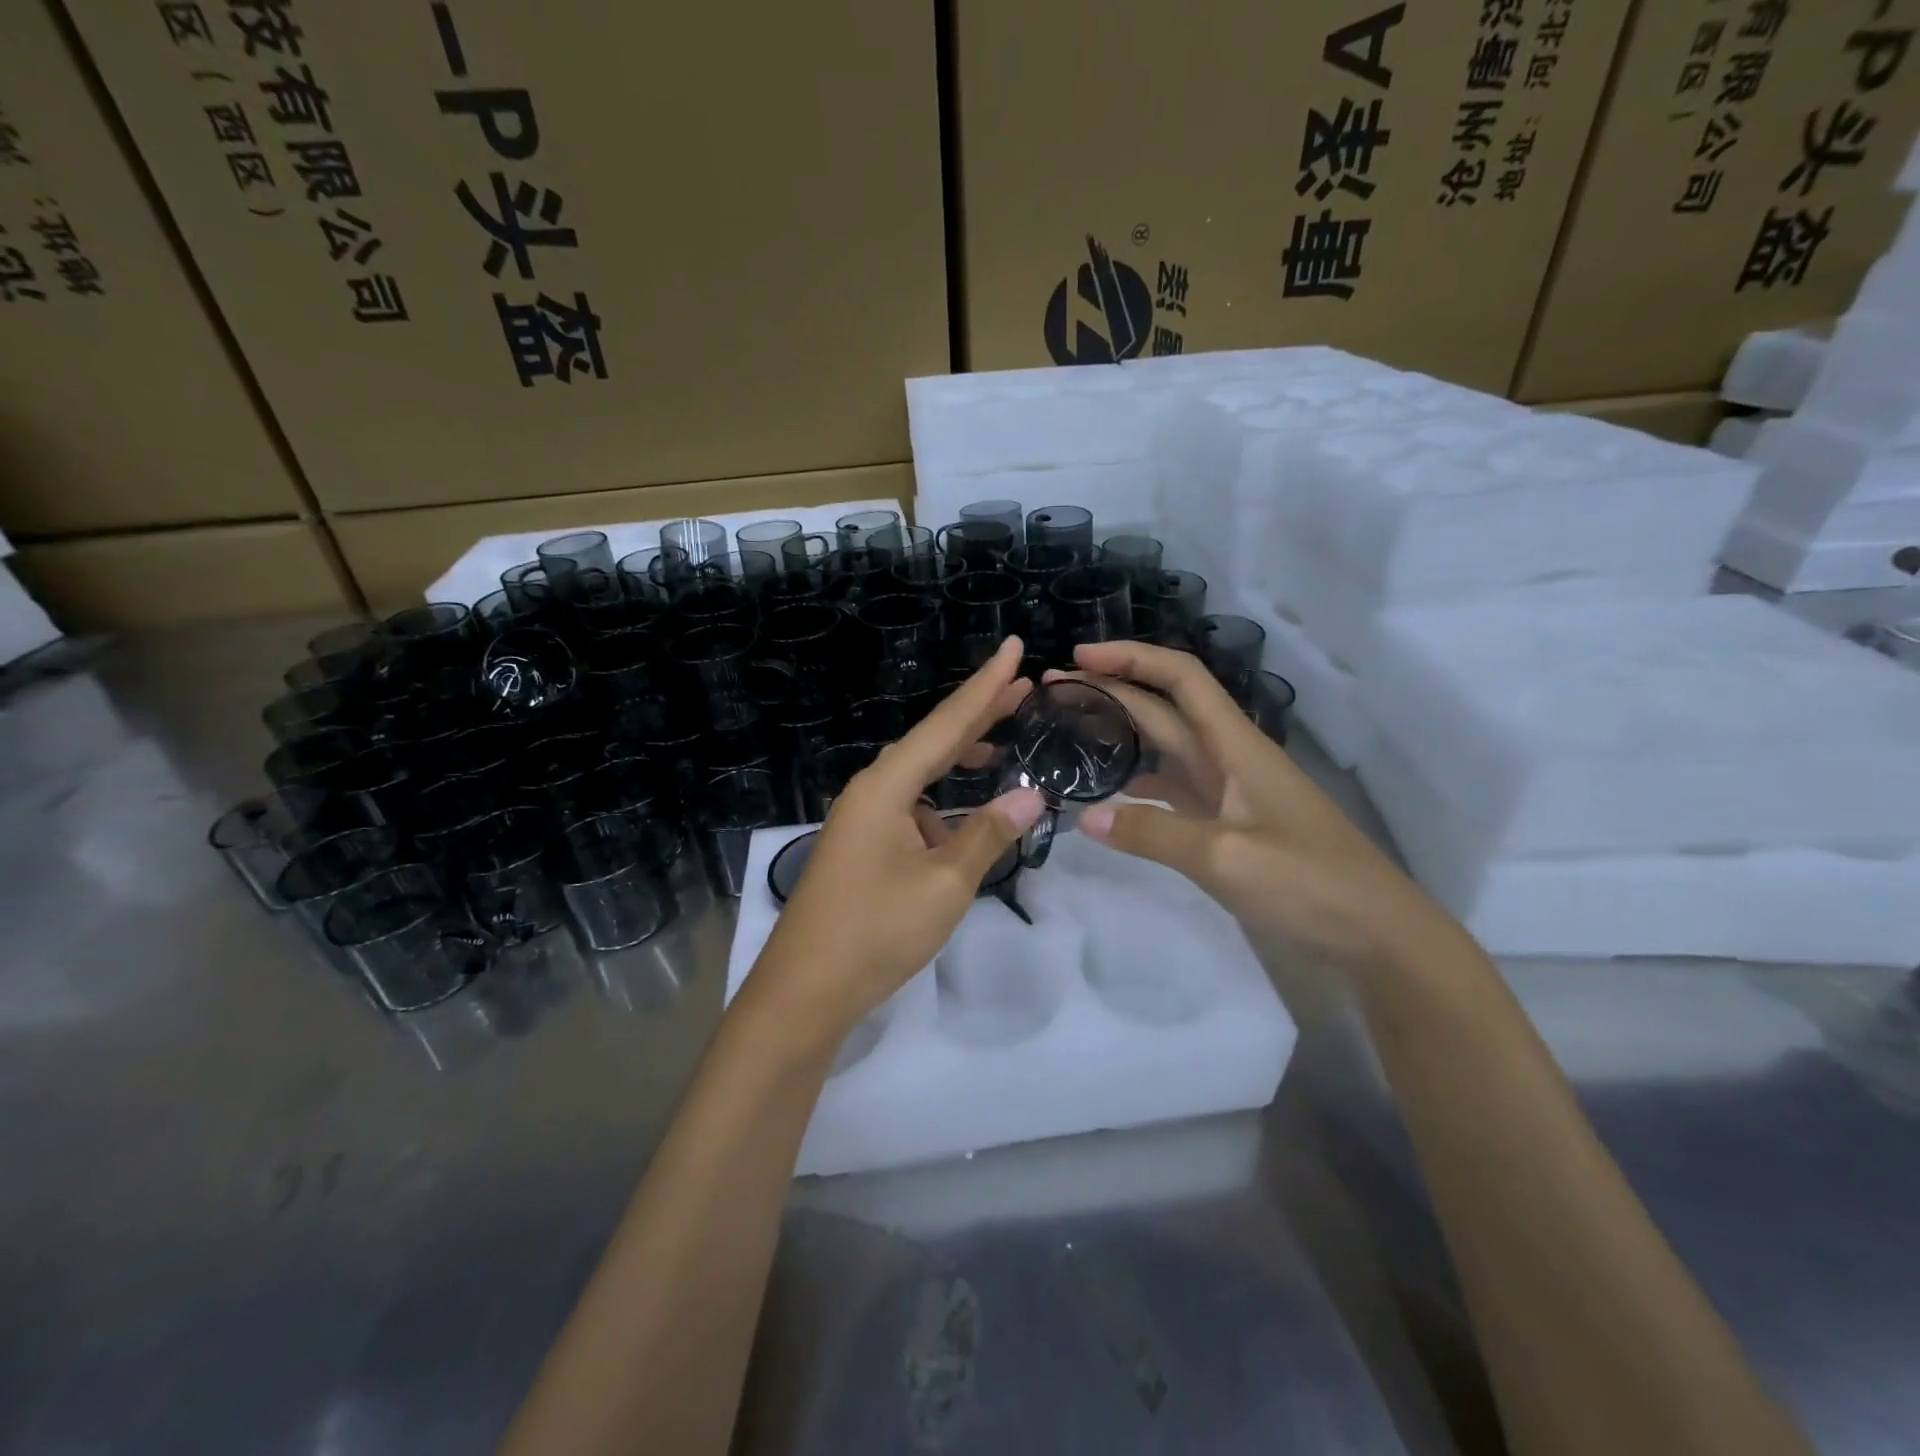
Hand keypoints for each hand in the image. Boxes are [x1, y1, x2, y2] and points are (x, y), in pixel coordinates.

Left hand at [741, 637, 1045, 1052]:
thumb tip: (1032, 794)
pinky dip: (941, 805)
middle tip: (1021, 689)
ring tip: (1000, 751)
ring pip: (920, 776)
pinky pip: (909, 808)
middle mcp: (870, 791)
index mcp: (886, 786)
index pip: (946, 723)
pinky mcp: (861, 847)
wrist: (804, 991)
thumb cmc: (875, 931)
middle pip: (931, 741)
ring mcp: (861, 820)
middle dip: (978, 715)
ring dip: (959, 763)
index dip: (985, 686)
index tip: (1014, 647)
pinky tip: (962, 826)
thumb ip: (988, 834)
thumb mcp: (945, 884)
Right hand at [1055, 641, 1453, 971]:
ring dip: (1120, 735)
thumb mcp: (1227, 857)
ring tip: (1068, 734)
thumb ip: (1153, 834)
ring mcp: (1228, 795)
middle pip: (1164, 709)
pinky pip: (1171, 793)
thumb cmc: (1311, 884)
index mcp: (1236, 746)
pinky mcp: (1226, 828)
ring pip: (1164, 750)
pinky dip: (1136, 786)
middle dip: (1111, 691)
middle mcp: (1229, 759)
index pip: (1181, 679)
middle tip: (1051, 693)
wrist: (1376, 937)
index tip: (1079, 659)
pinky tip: (1106, 797)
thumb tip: (1084, 817)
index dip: (1132, 659)